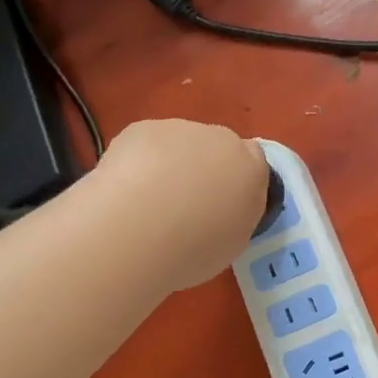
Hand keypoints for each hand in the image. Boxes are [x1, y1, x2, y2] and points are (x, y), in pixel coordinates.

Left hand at [97, 119, 269, 289]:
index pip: (253, 161)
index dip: (233, 179)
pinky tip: (124, 189)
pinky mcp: (143, 128)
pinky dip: (137, 161)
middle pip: (215, 146)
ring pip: (177, 143)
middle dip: (201, 168)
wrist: (142, 229)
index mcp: (252, 169)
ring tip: (146, 202)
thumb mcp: (232, 242)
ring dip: (167, 164)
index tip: (218, 202)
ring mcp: (181, 129)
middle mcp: (222, 140)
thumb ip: (233, 214)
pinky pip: (144, 144)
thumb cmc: (196, 249)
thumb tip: (220, 209)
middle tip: (181, 205)